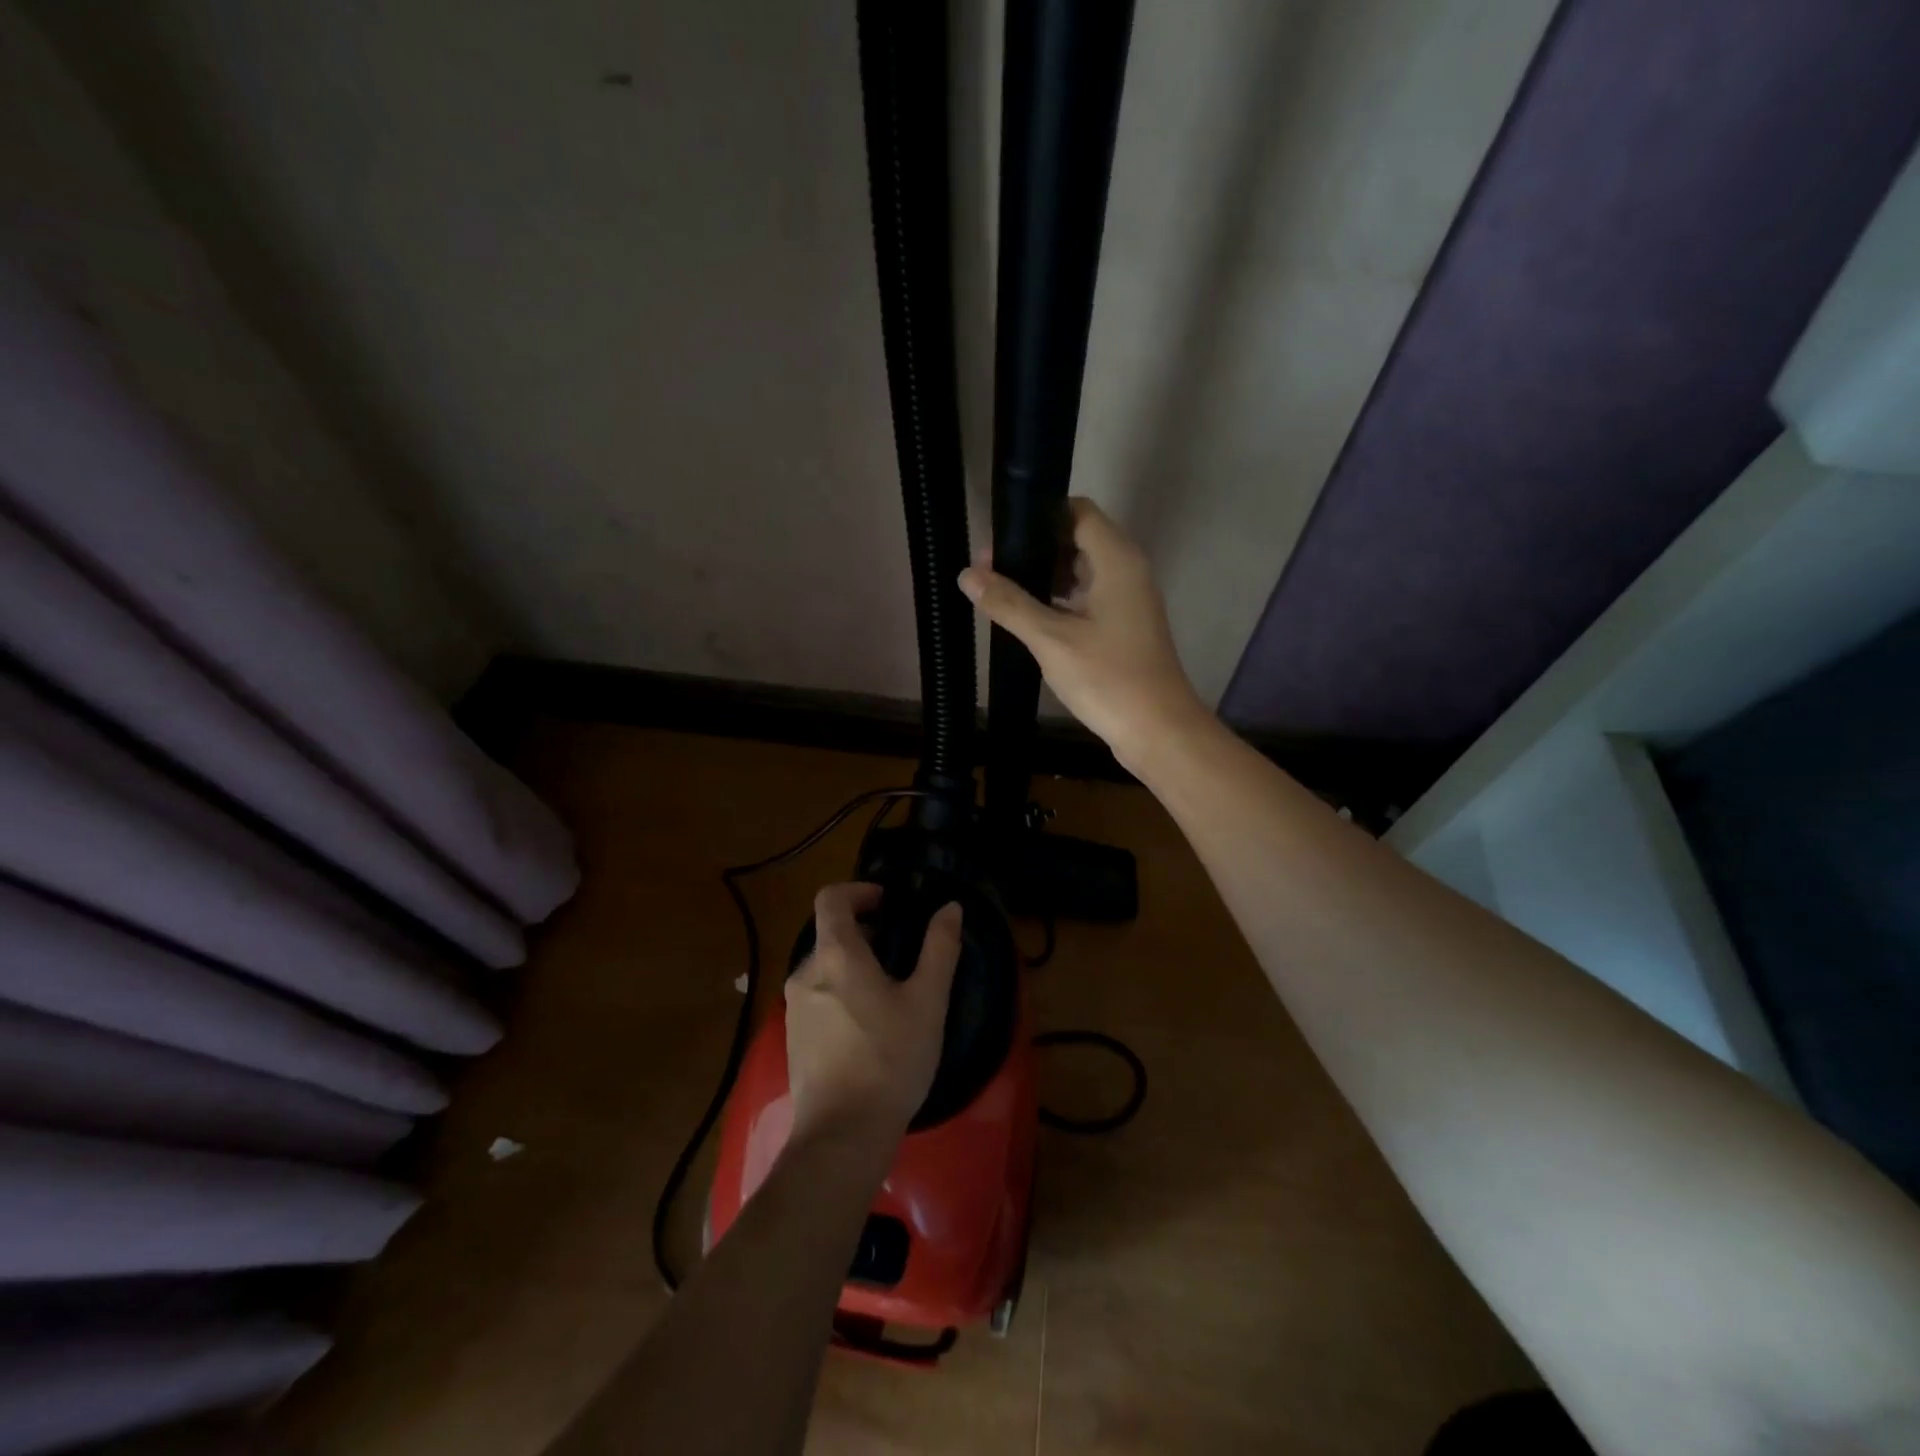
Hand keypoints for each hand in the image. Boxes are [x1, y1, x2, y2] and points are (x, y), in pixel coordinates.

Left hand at [784, 884, 961, 1149]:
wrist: (841, 1137)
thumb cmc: (890, 1060)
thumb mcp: (927, 1001)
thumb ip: (940, 948)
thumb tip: (950, 907)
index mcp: (835, 955)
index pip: (832, 898)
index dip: (859, 891)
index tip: (888, 904)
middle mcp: (806, 973)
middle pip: (830, 934)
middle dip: (864, 933)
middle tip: (900, 953)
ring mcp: (794, 1008)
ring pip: (824, 968)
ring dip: (854, 966)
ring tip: (889, 994)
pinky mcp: (793, 1038)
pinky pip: (818, 997)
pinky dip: (841, 994)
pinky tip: (868, 1028)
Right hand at [958, 497, 1209, 773]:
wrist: (1157, 731)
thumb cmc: (1108, 678)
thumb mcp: (1051, 639)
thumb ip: (1009, 604)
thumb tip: (967, 574)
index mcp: (1116, 559)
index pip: (1077, 511)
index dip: (1038, 516)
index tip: (1001, 536)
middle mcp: (1126, 570)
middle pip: (1077, 539)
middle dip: (1034, 548)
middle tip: (990, 567)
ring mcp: (1127, 600)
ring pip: (1081, 570)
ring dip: (1044, 576)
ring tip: (1000, 590)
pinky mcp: (1123, 626)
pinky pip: (1087, 597)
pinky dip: (1059, 599)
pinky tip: (1028, 617)